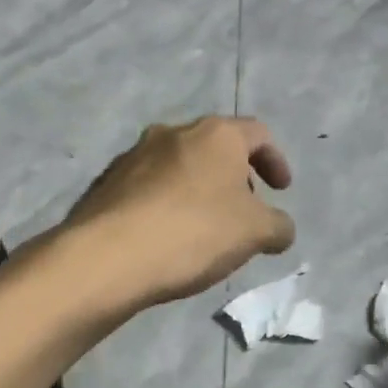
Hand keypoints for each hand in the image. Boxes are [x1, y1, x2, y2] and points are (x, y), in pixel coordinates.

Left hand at [63, 117, 294, 310]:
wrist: (108, 255)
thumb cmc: (193, 232)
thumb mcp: (254, 233)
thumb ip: (278, 225)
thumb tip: (280, 228)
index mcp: (215, 134)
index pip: (257, 133)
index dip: (275, 160)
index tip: (281, 190)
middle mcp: (172, 132)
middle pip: (214, 147)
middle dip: (234, 175)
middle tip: (242, 209)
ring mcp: (133, 155)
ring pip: (178, 165)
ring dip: (197, 188)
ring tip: (203, 226)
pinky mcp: (107, 182)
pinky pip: (148, 187)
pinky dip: (165, 203)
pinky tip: (165, 235)